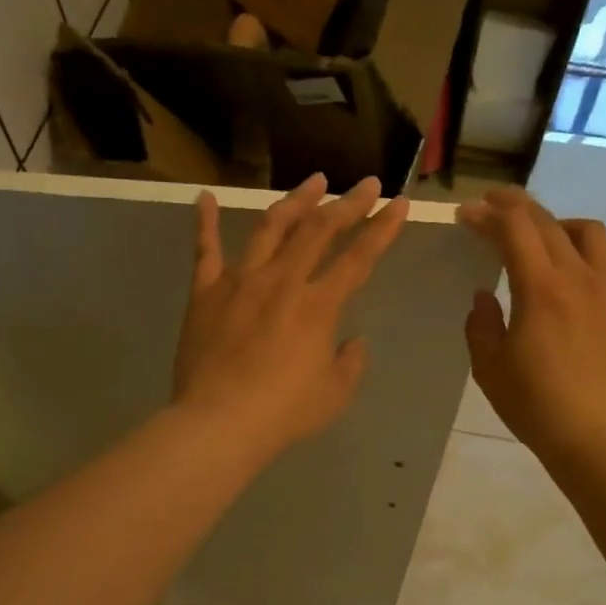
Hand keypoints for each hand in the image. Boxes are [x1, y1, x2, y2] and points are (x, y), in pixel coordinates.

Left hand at [173, 173, 408, 461]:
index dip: (383, 229)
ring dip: (295, 201)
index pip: (359, 258)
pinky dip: (206, 222)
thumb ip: (350, 362)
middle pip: (319, 230)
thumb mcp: (334, 394)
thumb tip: (353, 341)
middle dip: (347, 203)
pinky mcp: (206, 292)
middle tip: (366, 183)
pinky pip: (205, 250)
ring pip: (271, 227)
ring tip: (313, 181)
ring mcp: (240, 281)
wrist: (219, 422)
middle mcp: (283, 281)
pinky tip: (206, 198)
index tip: (399, 203)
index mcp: (318, 305)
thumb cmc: (283, 413)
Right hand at [458, 187, 605, 466]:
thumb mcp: (489, 367)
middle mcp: (581, 277)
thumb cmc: (536, 405)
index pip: (514, 229)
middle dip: (515, 206)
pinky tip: (572, 281)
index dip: (487, 215)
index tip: (466, 214)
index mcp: (542, 288)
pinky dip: (583, 256)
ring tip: (539, 239)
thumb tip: (486, 295)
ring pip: (588, 232)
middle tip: (492, 205)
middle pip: (548, 222)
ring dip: (556, 224)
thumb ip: (481, 324)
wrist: (601, 437)